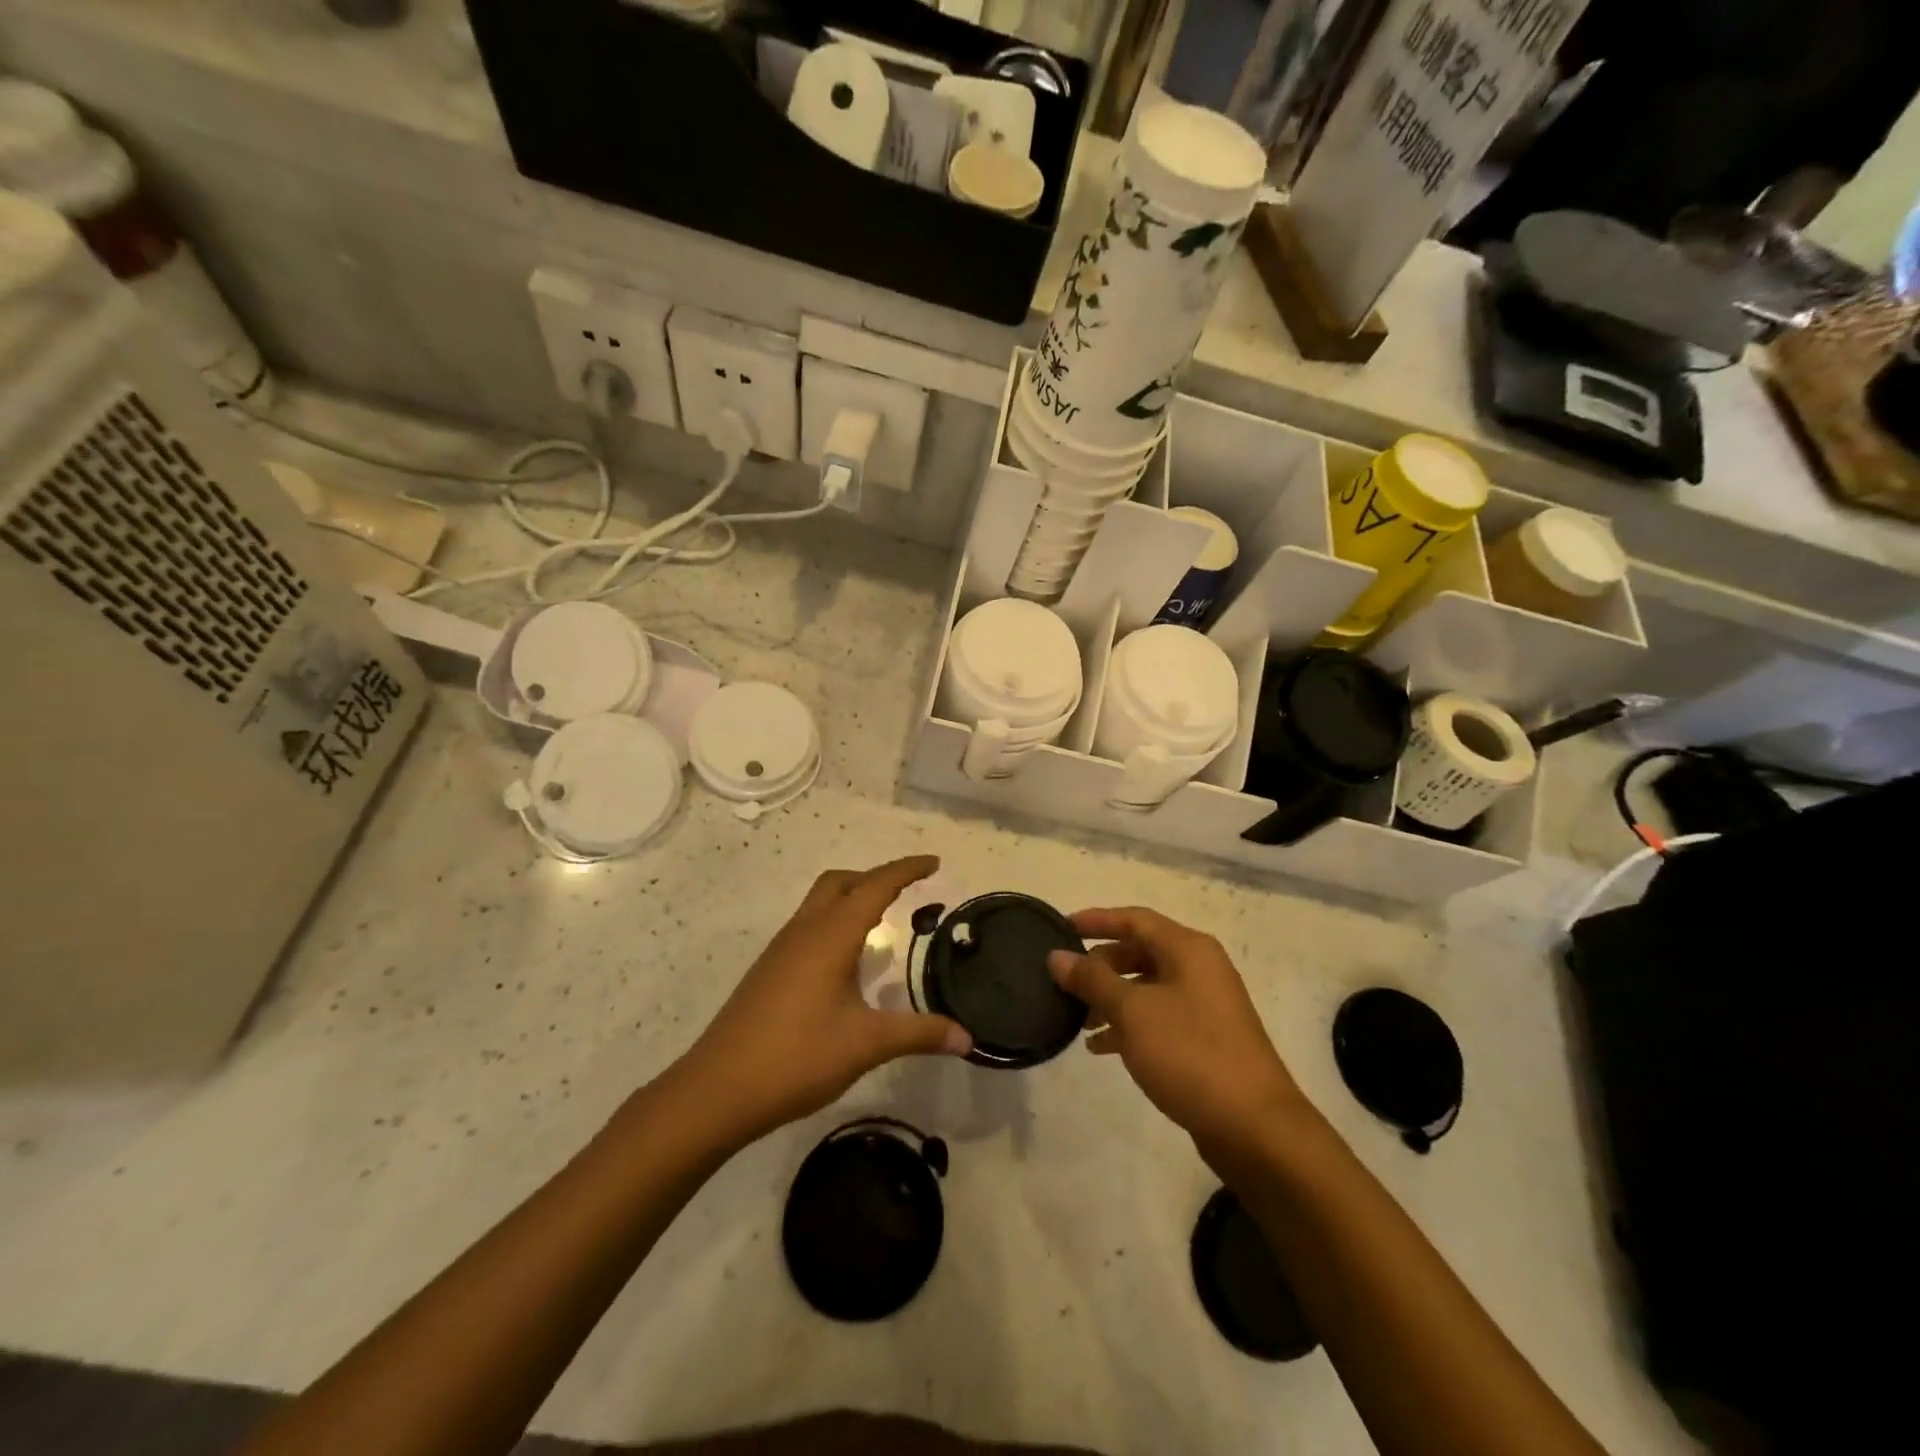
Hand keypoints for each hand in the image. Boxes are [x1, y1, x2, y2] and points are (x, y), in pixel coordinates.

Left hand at [673, 857, 971, 1147]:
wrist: (717, 1090)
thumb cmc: (796, 1057)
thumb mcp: (866, 1044)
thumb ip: (920, 1034)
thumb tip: (969, 1038)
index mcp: (830, 935)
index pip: (875, 885)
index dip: (906, 870)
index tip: (934, 862)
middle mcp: (804, 931)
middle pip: (840, 882)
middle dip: (875, 878)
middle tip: (908, 893)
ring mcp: (781, 950)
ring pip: (820, 903)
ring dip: (852, 899)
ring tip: (882, 924)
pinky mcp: (769, 971)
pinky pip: (808, 926)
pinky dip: (834, 923)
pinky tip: (845, 962)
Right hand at [1049, 908, 1303, 1161]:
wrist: (1255, 1128)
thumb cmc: (1190, 1054)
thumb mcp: (1132, 1012)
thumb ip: (1092, 980)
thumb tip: (1057, 955)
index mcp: (1188, 950)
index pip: (1134, 919)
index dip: (1096, 920)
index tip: (1060, 928)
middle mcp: (1200, 969)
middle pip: (1140, 951)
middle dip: (1100, 965)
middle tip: (1066, 981)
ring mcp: (1205, 1005)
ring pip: (1147, 987)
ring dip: (1111, 998)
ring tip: (1078, 1019)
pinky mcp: (1205, 1039)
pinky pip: (1158, 1017)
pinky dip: (1129, 1025)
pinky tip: (1101, 1048)